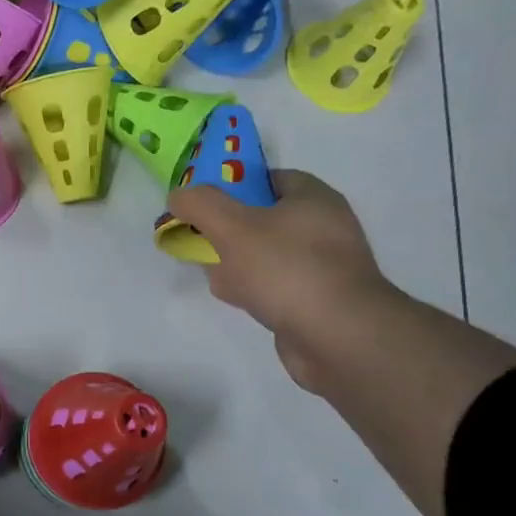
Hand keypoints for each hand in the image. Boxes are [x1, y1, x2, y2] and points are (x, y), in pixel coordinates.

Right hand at [167, 171, 389, 389]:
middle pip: (264, 219)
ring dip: (236, 263)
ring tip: (214, 275)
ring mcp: (323, 267)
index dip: (235, 186)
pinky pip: (276, 286)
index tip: (205, 204)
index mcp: (314, 199)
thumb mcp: (232, 226)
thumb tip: (179, 196)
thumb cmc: (285, 269)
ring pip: (266, 255)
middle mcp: (325, 228)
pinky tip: (237, 300)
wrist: (337, 336)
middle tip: (202, 240)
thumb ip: (200, 205)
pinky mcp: (317, 301)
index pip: (270, 179)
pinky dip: (254, 290)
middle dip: (228, 230)